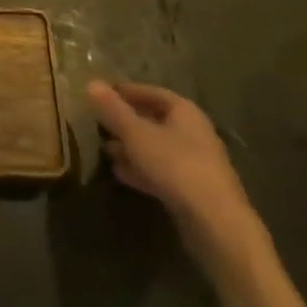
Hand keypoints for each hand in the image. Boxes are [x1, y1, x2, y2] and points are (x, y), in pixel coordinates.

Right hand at [86, 79, 266, 276]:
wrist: (216, 223)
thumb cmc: (175, 166)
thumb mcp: (136, 133)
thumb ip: (113, 110)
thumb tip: (91, 83)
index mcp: (184, 112)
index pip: (151, 92)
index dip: (125, 91)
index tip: (101, 94)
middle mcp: (193, 133)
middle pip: (154, 120)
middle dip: (125, 121)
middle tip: (98, 123)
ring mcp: (195, 163)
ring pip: (156, 148)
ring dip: (131, 147)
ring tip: (104, 150)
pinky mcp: (193, 190)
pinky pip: (161, 171)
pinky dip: (141, 169)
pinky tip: (120, 174)